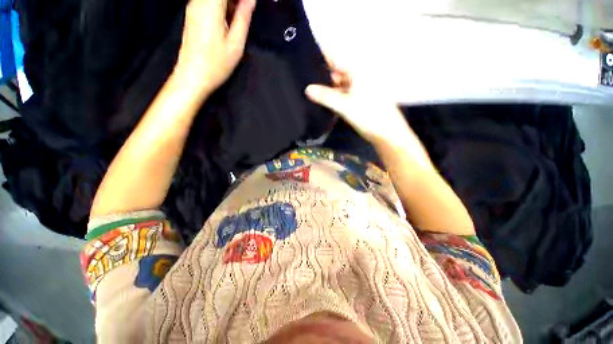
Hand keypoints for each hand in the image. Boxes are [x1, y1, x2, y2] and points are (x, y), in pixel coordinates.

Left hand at [174, 0, 255, 95]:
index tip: (250, 6)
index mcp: (210, 5)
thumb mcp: (236, 43)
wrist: (193, 76)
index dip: (242, 0)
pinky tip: (229, 21)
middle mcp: (199, 1)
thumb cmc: (216, 64)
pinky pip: (210, 2)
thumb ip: (243, 17)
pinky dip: (223, 7)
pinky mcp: (193, 13)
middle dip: (237, 1)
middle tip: (246, 13)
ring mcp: (194, 6)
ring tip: (239, 19)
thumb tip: (251, 0)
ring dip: (230, 4)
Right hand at [305, 62, 410, 145]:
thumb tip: (307, 89)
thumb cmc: (368, 115)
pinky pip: (344, 92)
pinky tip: (324, 100)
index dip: (321, 59)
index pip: (336, 58)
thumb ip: (325, 96)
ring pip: (340, 83)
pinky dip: (335, 95)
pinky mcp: (360, 97)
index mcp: (358, 70)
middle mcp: (360, 75)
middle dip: (322, 76)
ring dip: (328, 88)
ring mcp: (360, 87)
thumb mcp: (344, 105)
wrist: (386, 132)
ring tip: (311, 91)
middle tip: (305, 81)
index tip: (305, 62)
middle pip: (337, 71)